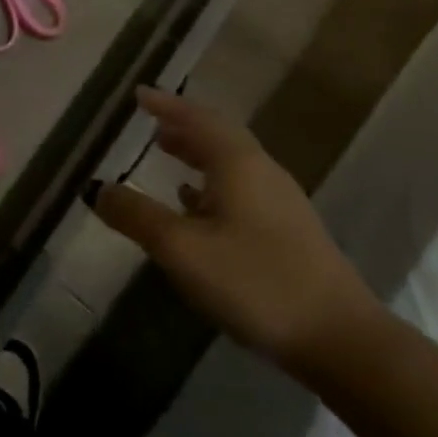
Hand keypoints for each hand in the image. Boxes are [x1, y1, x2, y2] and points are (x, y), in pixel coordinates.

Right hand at [88, 88, 379, 370]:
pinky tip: (196, 207)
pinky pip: (241, 190)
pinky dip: (212, 184)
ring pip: (231, 164)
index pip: (198, 119)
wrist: (342, 342)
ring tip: (167, 154)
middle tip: (151, 122)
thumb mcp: (182, 249)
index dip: (166, 105)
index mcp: (238, 165)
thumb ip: (136, 216)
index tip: (139, 94)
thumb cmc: (256, 283)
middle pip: (219, 136)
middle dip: (183, 126)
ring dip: (197, 153)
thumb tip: (95, 188)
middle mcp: (262, 174)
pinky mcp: (288, 234)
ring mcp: (280, 204)